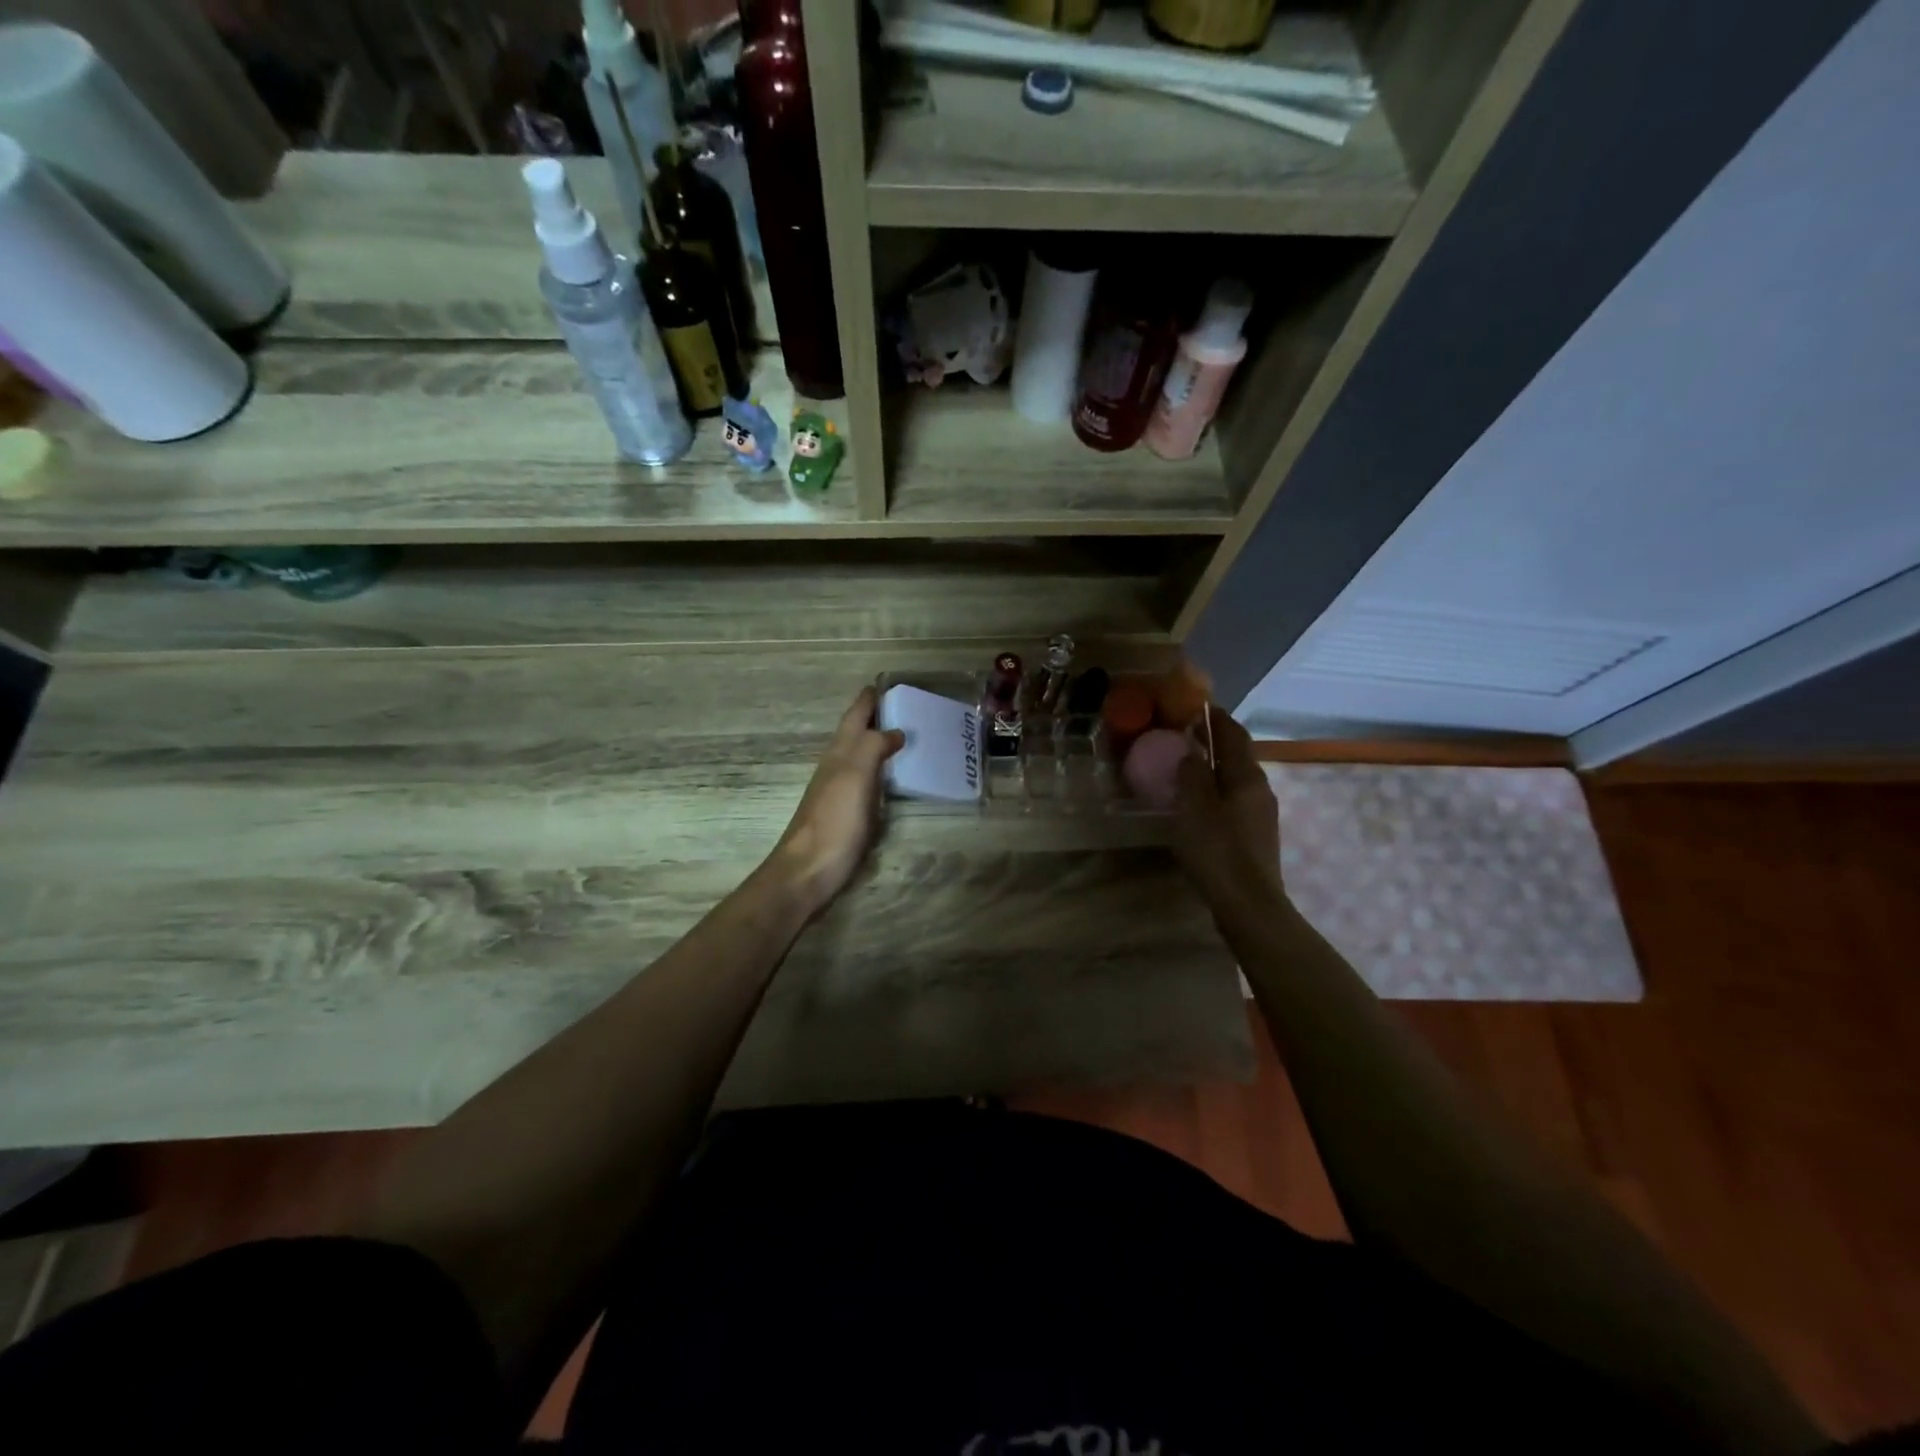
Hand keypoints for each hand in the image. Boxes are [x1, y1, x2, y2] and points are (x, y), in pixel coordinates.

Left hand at [769, 687, 903, 914]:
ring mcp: (839, 792)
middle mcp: (837, 767)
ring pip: (859, 757)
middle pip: (855, 735)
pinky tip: (890, 779)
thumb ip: (873, 747)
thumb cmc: (834, 821)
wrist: (808, 871)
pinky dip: (879, 771)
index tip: (884, 684)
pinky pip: (866, 782)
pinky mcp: (846, 815)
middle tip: (903, 708)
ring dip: (877, 743)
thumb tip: (893, 730)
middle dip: (874, 718)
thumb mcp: (855, 776)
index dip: (868, 700)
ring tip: (903, 737)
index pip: (854, 717)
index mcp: (839, 754)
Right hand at [1173, 705, 1281, 902]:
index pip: (1233, 734)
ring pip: (1236, 779)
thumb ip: (1191, 774)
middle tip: (1186, 734)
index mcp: (1246, 777)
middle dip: (1215, 741)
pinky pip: (1234, 800)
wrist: (1248, 905)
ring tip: (1188, 765)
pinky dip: (1216, 790)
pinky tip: (1199, 802)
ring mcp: (1260, 814)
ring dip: (1215, 767)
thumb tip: (1191, 752)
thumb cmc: (1217, 850)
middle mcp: (1260, 789)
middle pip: (1237, 755)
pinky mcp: (1255, 836)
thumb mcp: (1194, 807)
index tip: (1197, 705)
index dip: (1216, 718)